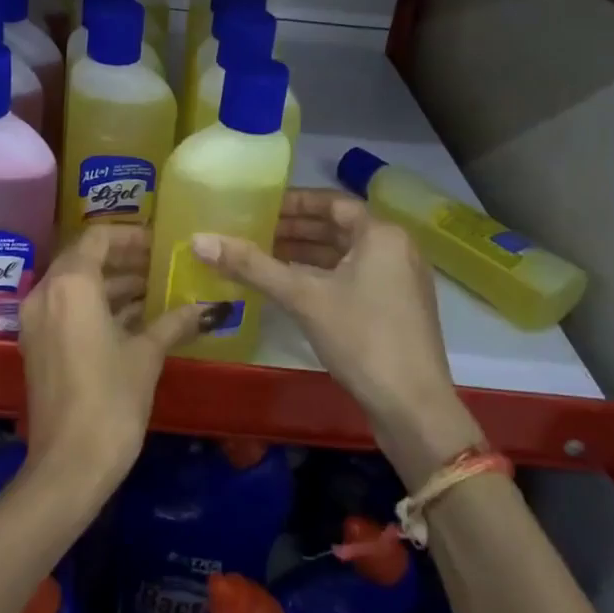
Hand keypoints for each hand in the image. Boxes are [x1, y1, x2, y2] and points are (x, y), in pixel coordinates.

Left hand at [17, 225, 205, 507]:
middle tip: (161, 266)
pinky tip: (133, 321)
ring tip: (154, 292)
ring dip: (112, 285)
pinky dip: (96, 307)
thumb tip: (204, 308)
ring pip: (76, 285)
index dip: (130, 236)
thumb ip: (172, 322)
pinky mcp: (37, 345)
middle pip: (85, 259)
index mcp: (71, 284)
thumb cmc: (111, 400)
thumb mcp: (146, 356)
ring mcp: (36, 320)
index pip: (98, 238)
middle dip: (124, 260)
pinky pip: (67, 309)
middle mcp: (46, 293)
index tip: (159, 245)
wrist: (68, 466)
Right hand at [190, 189, 485, 485]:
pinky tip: (290, 287)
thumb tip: (198, 239)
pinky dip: (321, 276)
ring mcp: (399, 281)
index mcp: (382, 234)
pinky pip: (352, 277)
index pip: (331, 202)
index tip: (259, 205)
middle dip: (295, 229)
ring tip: (262, 256)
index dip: (293, 202)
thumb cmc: (362, 339)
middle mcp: (396, 249)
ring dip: (306, 254)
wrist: (414, 410)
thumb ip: (252, 266)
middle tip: (252, 230)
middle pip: (338, 227)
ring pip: (344, 255)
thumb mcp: (303, 297)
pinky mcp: (396, 309)